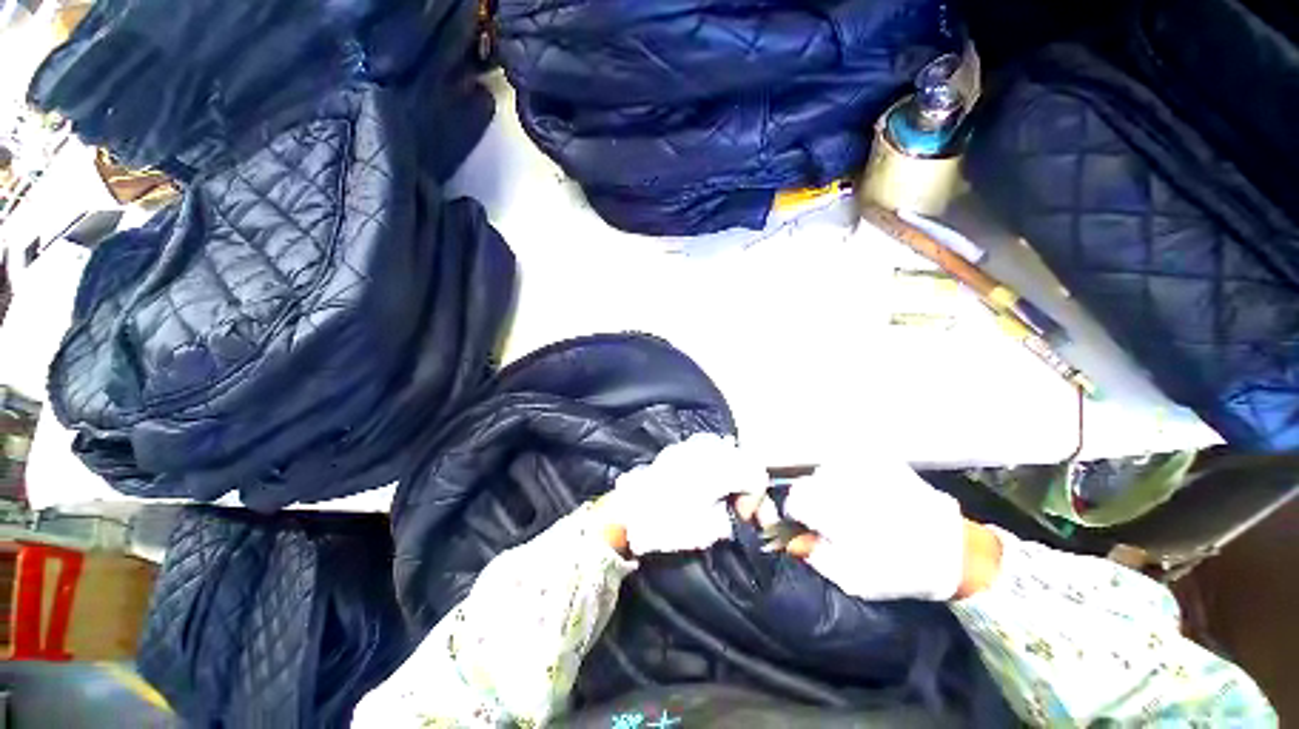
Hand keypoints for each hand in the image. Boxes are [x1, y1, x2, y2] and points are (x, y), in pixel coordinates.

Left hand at [599, 433, 767, 556]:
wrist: (629, 511)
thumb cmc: (668, 523)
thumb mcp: (708, 530)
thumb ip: (731, 519)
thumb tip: (737, 514)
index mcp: (719, 469)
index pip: (756, 475)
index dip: (757, 499)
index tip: (744, 517)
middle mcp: (710, 451)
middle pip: (746, 459)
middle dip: (749, 484)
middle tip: (741, 508)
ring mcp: (693, 446)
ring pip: (729, 451)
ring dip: (735, 472)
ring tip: (728, 494)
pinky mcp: (681, 448)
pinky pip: (710, 448)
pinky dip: (719, 463)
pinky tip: (712, 481)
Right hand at [780, 458, 981, 600]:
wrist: (954, 552)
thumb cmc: (899, 570)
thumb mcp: (852, 578)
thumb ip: (815, 556)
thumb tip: (791, 541)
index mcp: (832, 508)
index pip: (795, 499)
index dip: (799, 515)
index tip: (810, 527)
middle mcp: (843, 481)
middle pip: (809, 483)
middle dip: (815, 500)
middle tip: (834, 520)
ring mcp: (862, 466)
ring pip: (828, 471)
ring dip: (832, 487)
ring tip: (854, 506)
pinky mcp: (880, 460)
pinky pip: (850, 462)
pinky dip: (851, 476)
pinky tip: (867, 493)